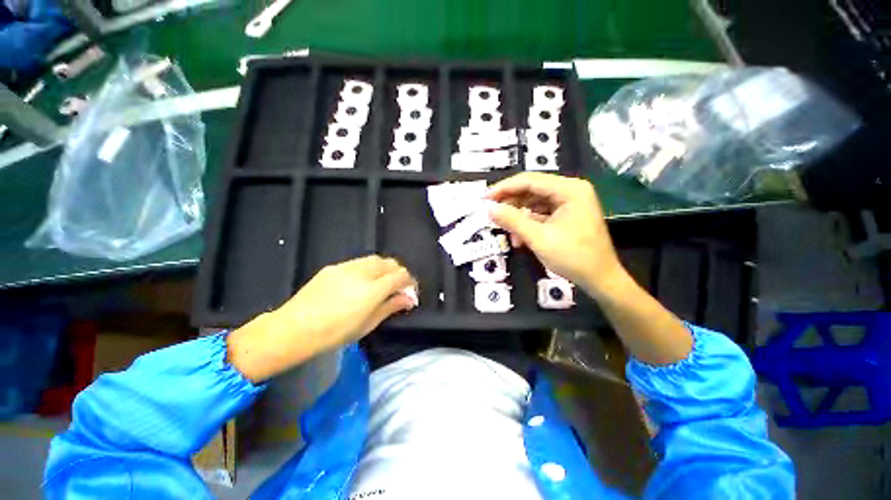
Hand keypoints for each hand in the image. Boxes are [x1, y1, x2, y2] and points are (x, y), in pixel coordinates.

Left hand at [227, 256, 416, 381]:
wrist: (294, 328)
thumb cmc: (335, 333)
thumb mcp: (368, 324)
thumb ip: (391, 306)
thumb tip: (409, 299)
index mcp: (373, 289)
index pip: (401, 275)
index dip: (410, 282)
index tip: (410, 292)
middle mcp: (363, 272)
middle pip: (390, 263)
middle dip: (399, 273)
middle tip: (398, 288)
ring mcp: (347, 267)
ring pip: (375, 259)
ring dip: (385, 269)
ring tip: (381, 283)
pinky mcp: (334, 267)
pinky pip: (359, 262)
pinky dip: (369, 269)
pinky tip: (362, 282)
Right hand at [486, 172, 624, 297]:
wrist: (600, 280)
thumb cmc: (573, 257)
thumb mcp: (538, 238)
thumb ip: (512, 221)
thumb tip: (489, 209)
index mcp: (569, 189)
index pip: (529, 180)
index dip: (504, 188)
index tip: (484, 198)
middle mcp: (570, 191)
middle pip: (532, 190)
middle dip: (510, 203)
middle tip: (491, 213)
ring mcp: (570, 203)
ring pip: (534, 203)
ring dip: (518, 216)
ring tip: (505, 230)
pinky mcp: (567, 216)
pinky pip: (541, 214)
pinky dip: (528, 224)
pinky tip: (519, 238)